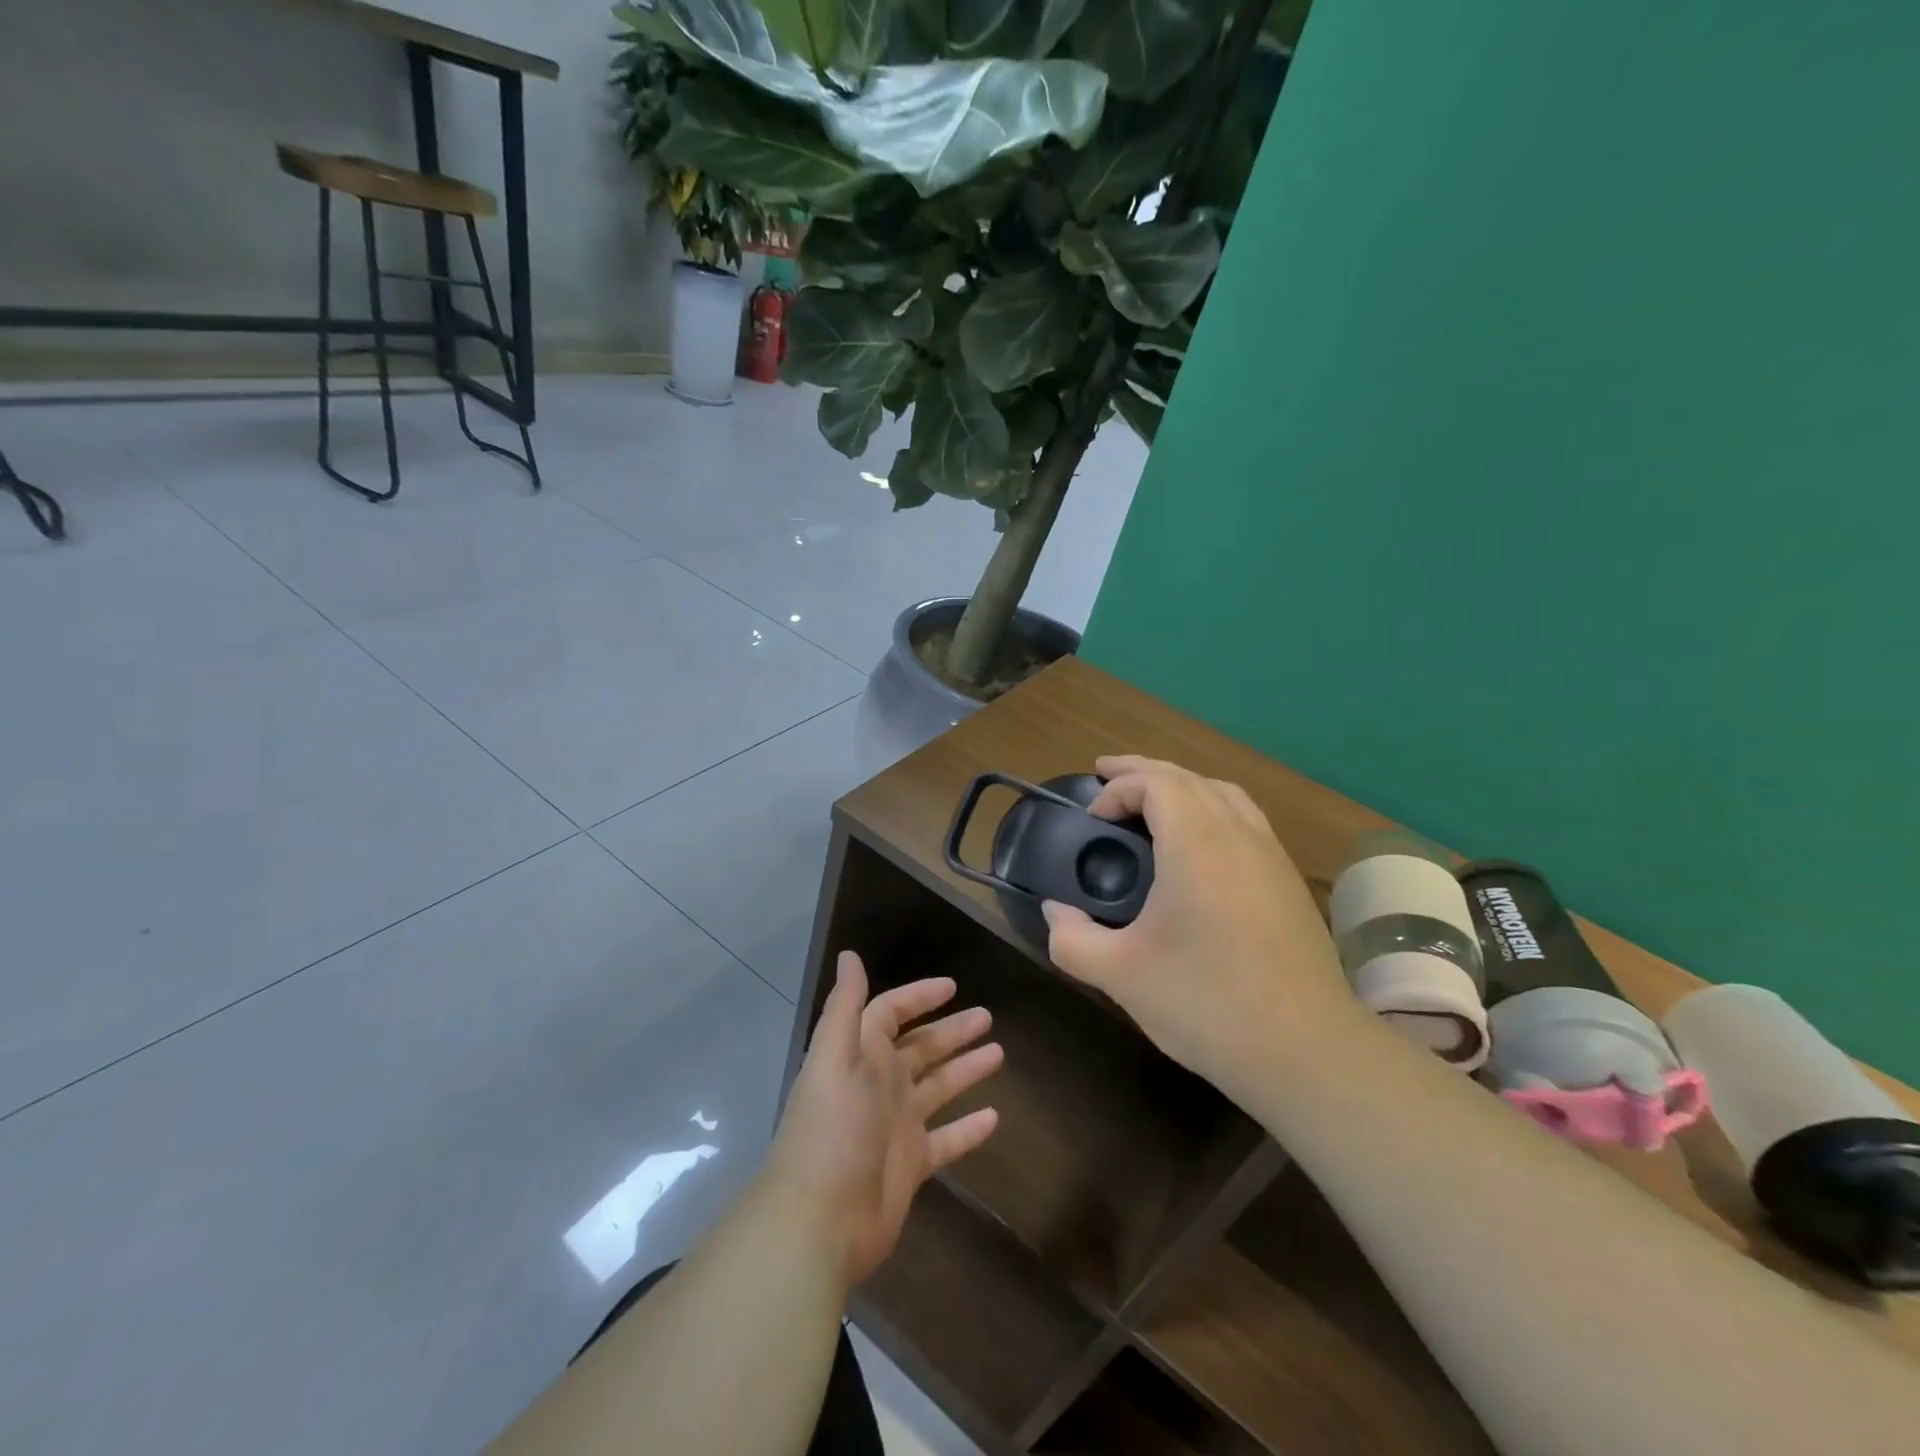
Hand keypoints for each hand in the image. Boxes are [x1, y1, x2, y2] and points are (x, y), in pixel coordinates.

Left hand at [764, 952, 1002, 1286]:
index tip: (952, 986)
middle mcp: (880, 1084)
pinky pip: (947, 1139)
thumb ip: (844, 1006)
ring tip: (999, 1053)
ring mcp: (897, 1125)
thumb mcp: (834, 1058)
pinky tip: (996, 1117)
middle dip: (952, 1031)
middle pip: (922, 1048)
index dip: (919, 996)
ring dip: (965, 1069)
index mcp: (862, 1056)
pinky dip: (969, 1129)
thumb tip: (849, 955)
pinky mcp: (911, 1164)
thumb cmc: (830, 1130)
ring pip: (938, 1087)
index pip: (891, 1013)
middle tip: (988, 1017)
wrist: (818, 1220)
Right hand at [1042, 756, 1358, 1097]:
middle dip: (1143, 771)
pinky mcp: (1289, 881)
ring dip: (1181, 785)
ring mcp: (1271, 855)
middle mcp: (1238, 834)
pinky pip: (1245, 818)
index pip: (1155, 783)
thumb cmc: (1207, 1004)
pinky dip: (1211, 808)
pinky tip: (1199, 843)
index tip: (1091, 819)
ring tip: (1151, 799)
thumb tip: (1054, 912)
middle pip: (1189, 777)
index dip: (1118, 789)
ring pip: (1223, 793)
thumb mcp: (1121, 975)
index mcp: (1197, 843)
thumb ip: (1072, 939)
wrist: (1307, 1051)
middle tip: (1106, 774)